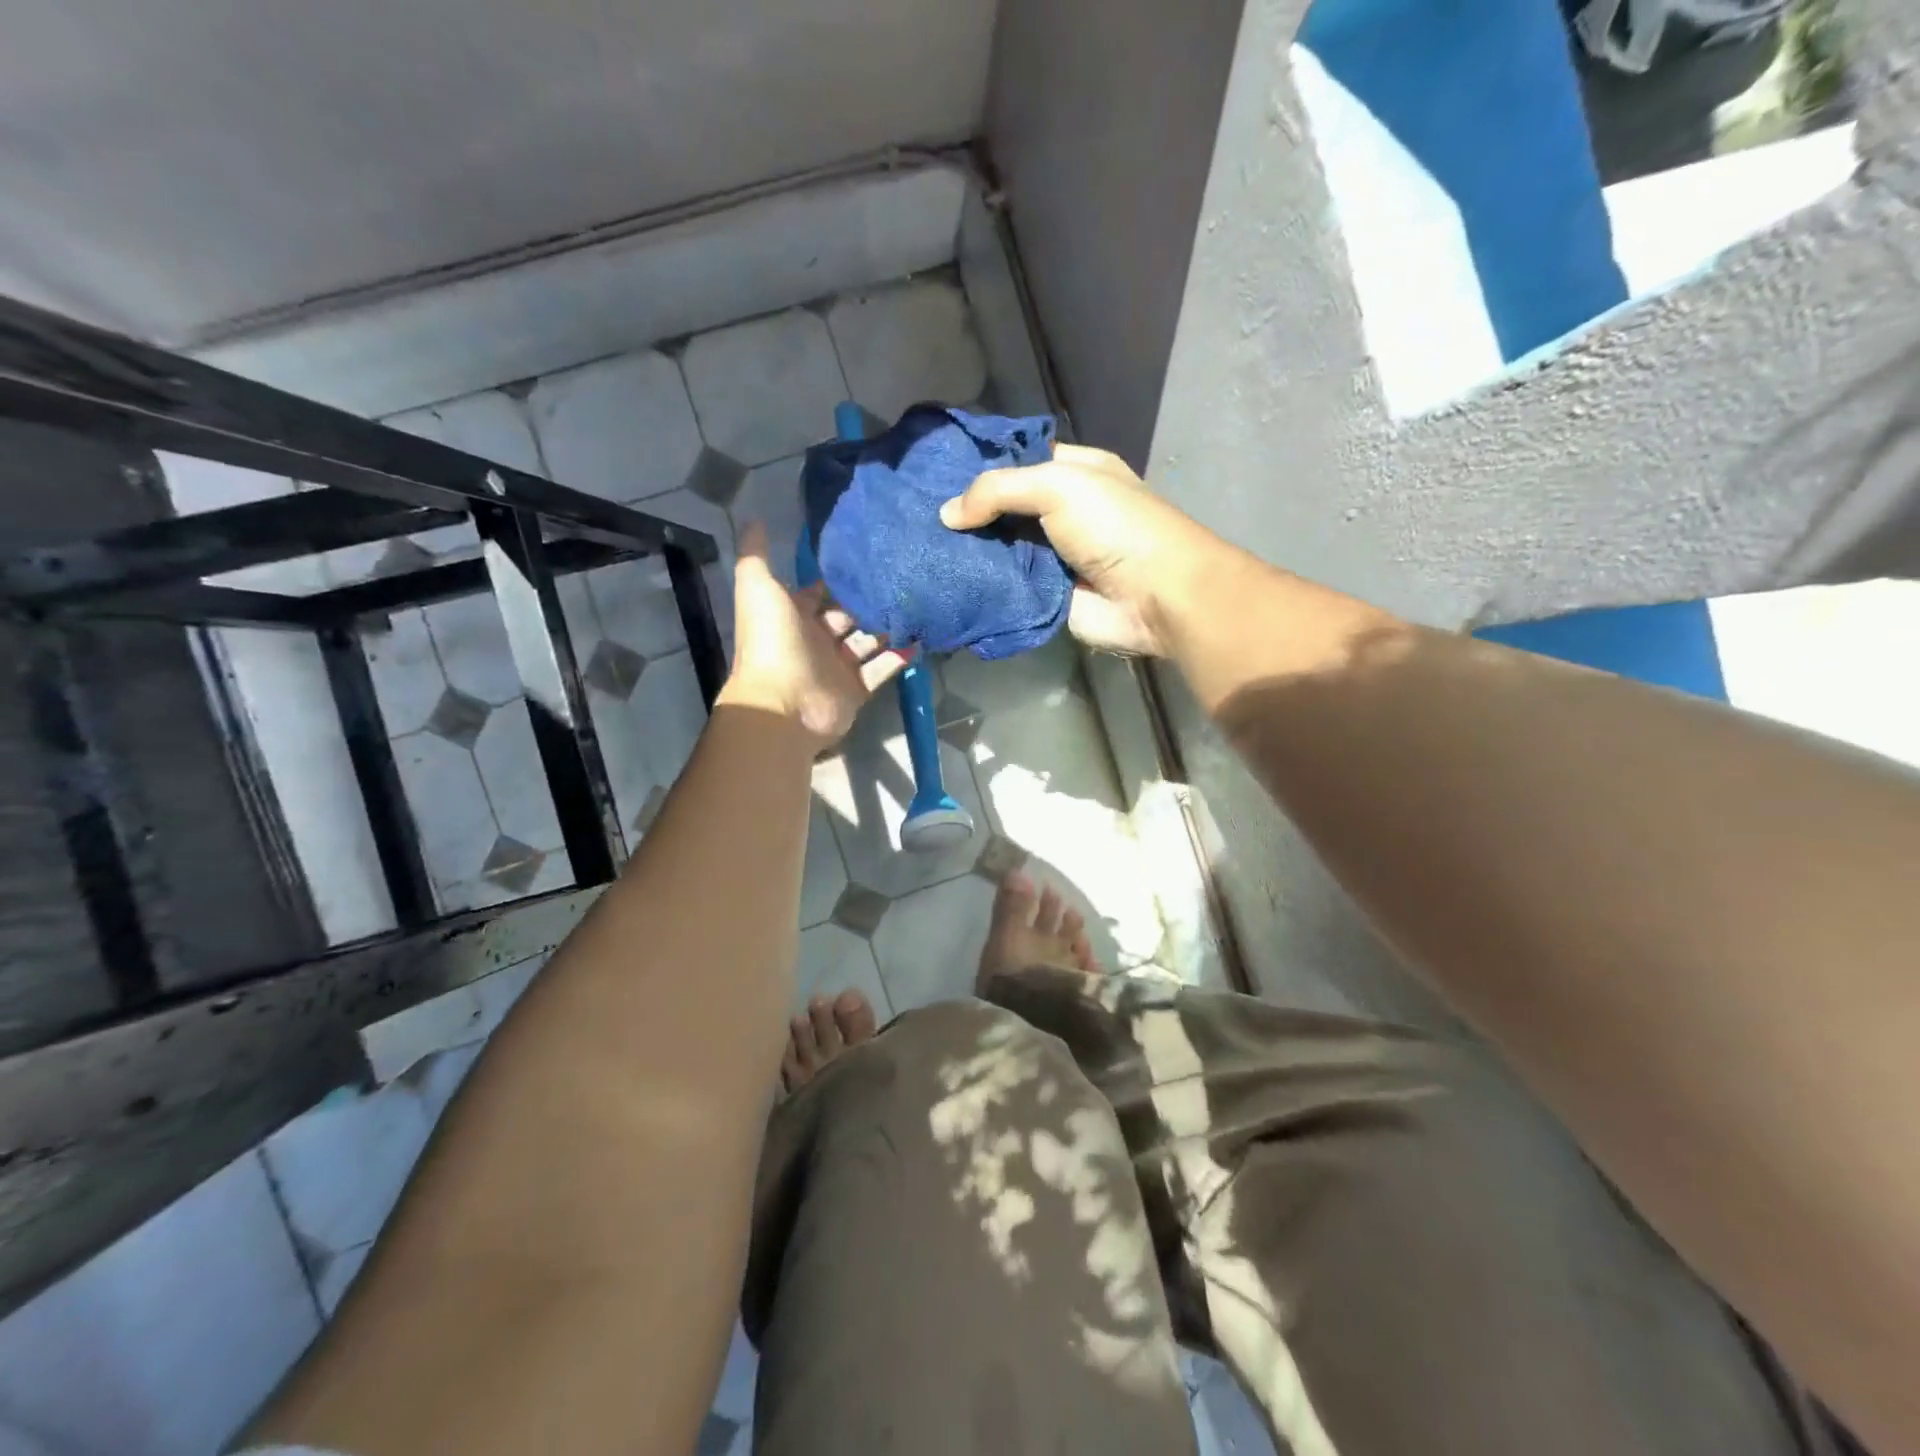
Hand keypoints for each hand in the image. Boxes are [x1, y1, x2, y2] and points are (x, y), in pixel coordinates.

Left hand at [717, 522, 908, 749]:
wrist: (785, 704)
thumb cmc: (772, 642)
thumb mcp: (758, 588)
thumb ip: (756, 554)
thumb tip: (753, 517)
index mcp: (791, 616)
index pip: (817, 592)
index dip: (836, 577)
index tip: (866, 556)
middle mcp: (814, 639)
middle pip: (847, 615)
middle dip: (868, 601)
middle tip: (901, 578)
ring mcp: (837, 667)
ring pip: (867, 641)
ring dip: (888, 626)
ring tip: (917, 602)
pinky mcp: (856, 689)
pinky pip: (882, 668)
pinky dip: (899, 656)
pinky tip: (920, 636)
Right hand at [938, 444, 1222, 656]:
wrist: (1156, 597)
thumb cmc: (1115, 527)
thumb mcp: (1059, 486)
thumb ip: (1000, 490)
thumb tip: (947, 514)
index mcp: (1075, 472)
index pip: (1018, 460)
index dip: (980, 464)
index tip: (934, 474)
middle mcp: (1063, 511)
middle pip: (1005, 506)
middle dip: (968, 511)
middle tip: (917, 514)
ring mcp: (1053, 556)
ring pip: (1001, 548)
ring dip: (969, 551)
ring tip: (920, 548)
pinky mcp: (1045, 596)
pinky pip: (1005, 587)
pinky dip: (981, 585)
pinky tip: (944, 581)